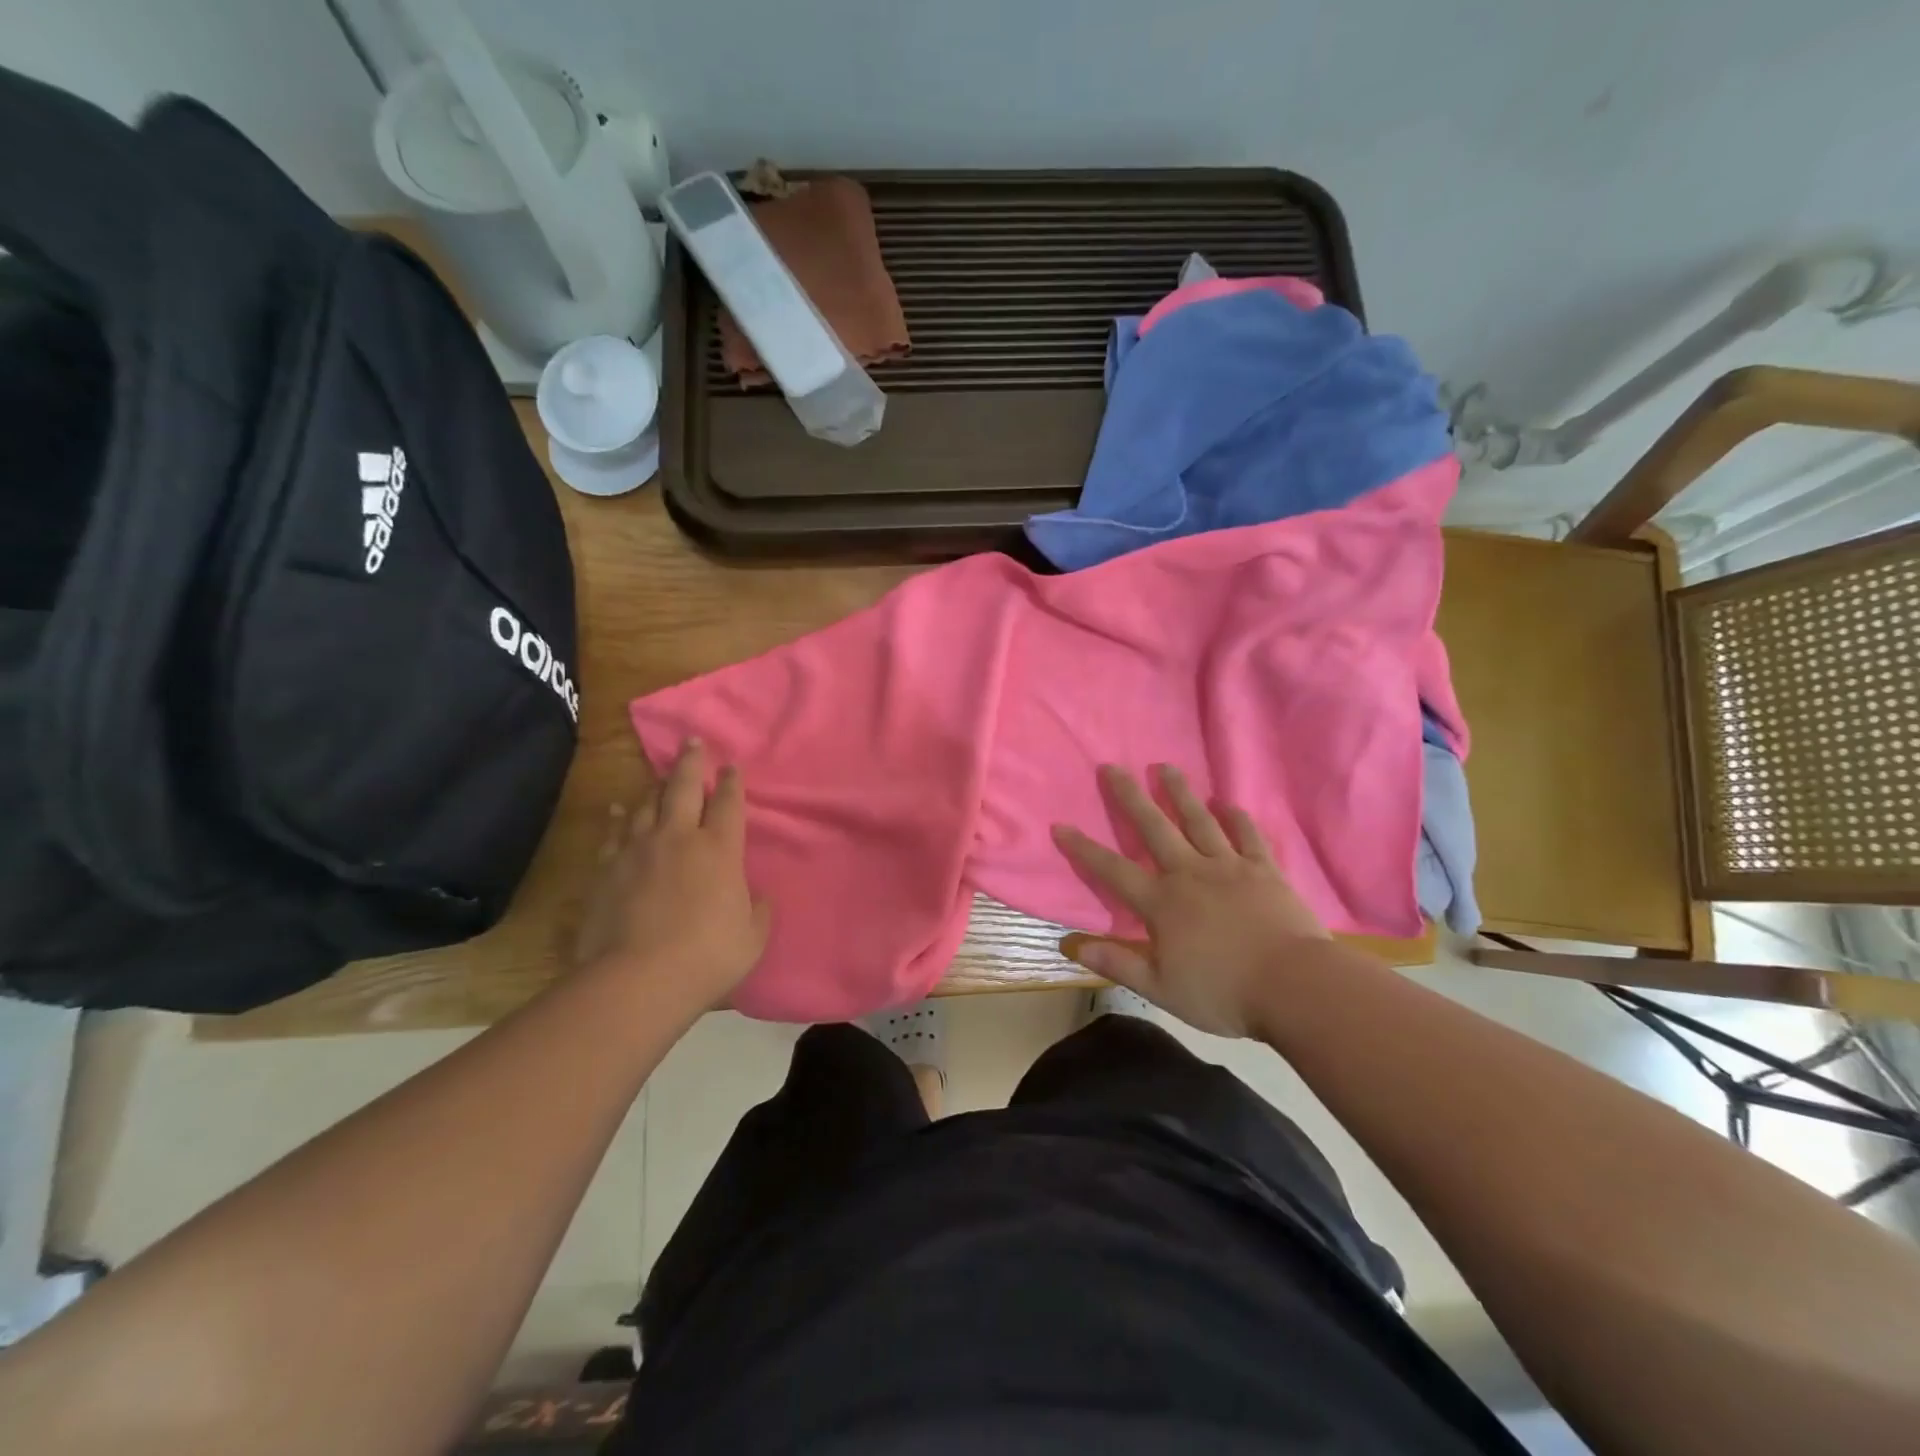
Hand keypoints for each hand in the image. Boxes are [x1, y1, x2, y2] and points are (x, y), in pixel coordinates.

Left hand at [573, 739, 769, 1012]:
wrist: (637, 979)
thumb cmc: (707, 957)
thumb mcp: (752, 937)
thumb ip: (757, 910)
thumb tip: (754, 896)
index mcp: (720, 850)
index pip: (728, 804)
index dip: (731, 783)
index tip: (731, 766)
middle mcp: (679, 838)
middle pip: (684, 788)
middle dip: (691, 763)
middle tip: (692, 742)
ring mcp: (638, 850)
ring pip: (647, 804)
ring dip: (656, 786)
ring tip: (660, 776)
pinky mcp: (606, 869)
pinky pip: (614, 833)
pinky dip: (618, 817)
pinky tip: (618, 809)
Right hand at [1051, 764, 1330, 1036]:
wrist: (1294, 986)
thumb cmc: (1224, 992)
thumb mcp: (1161, 988)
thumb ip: (1118, 964)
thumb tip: (1072, 946)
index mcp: (1161, 903)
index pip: (1112, 870)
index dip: (1083, 849)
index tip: (1060, 825)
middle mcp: (1189, 873)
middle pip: (1154, 827)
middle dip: (1130, 797)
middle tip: (1112, 767)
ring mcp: (1229, 867)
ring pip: (1198, 820)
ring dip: (1179, 792)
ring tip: (1164, 767)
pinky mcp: (1264, 870)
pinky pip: (1247, 835)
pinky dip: (1236, 817)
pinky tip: (1227, 803)